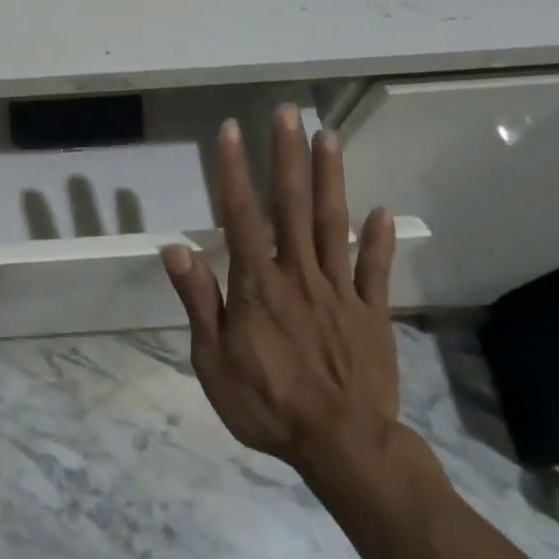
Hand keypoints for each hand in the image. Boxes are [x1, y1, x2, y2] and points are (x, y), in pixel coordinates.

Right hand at [160, 109, 405, 498]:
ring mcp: (340, 290)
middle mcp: (298, 274)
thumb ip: (199, 300)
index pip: (240, 214)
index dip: (232, 170)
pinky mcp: (371, 312)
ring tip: (328, 137)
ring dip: (330, 178)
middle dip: (286, 156)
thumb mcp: (213, 360)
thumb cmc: (267, 404)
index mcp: (257, 285)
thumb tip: (176, 248)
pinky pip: (375, 270)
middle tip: (288, 112)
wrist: (343, 446)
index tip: (230, 131)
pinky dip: (379, 239)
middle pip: (291, 205)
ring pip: (333, 224)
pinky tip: (382, 210)